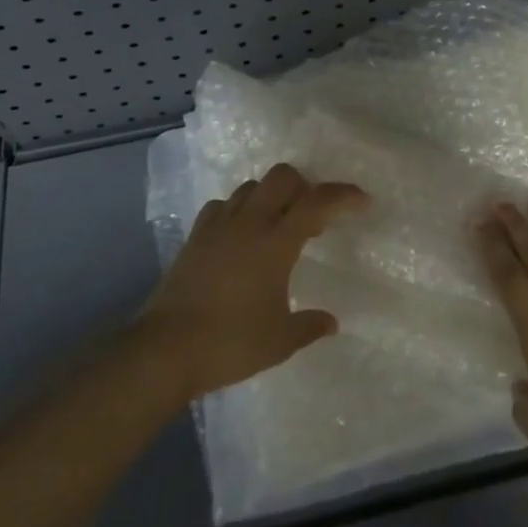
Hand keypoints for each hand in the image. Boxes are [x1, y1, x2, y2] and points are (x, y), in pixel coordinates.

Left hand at [137, 164, 367, 399]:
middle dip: (304, 185)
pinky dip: (239, 210)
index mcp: (275, 243)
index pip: (316, 202)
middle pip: (281, 177)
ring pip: (250, 187)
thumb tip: (331, 322)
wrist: (165, 349)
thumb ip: (309, 326)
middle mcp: (249, 223)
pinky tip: (241, 233)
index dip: (343, 195)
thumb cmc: (230, 343)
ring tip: (278, 224)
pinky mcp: (196, 236)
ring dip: (271, 195)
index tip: (362, 201)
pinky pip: (222, 206)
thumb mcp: (280, 341)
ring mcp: (218, 226)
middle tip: (313, 215)